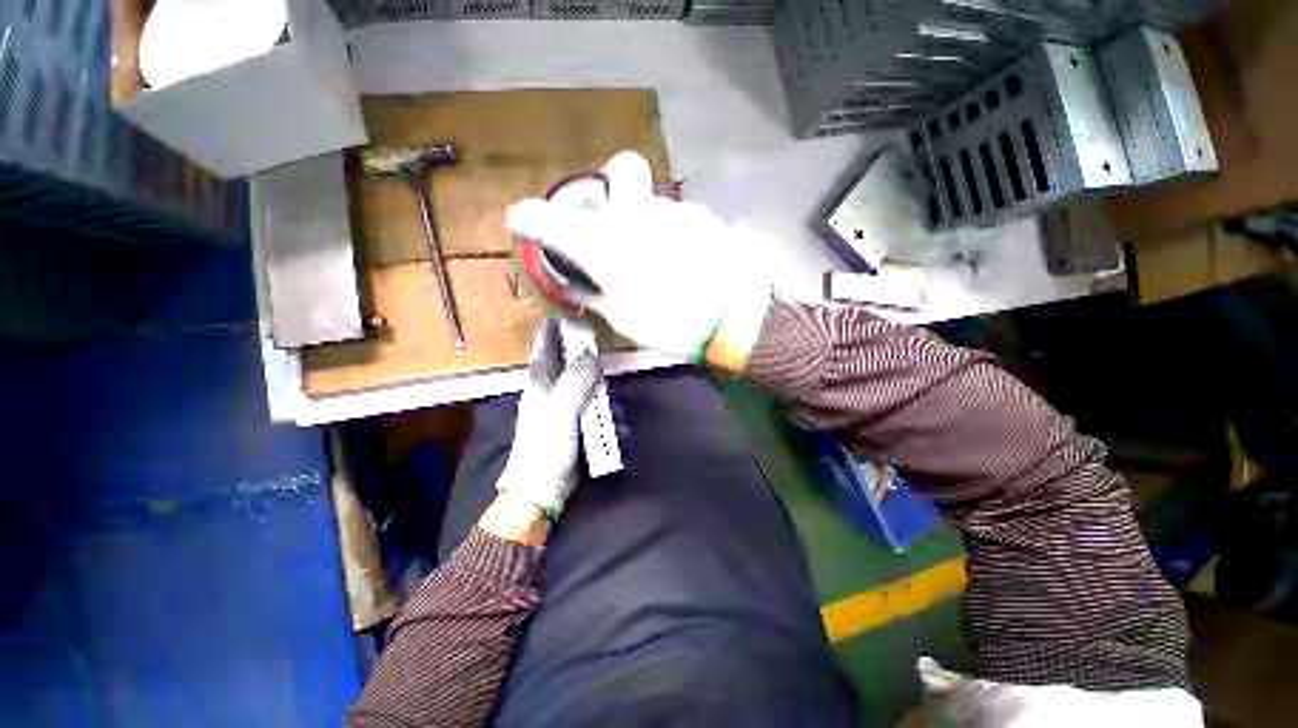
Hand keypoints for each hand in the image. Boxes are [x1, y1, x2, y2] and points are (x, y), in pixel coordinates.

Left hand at [494, 318, 602, 520]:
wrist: (541, 489)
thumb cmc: (545, 449)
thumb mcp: (561, 414)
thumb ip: (576, 383)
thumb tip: (592, 355)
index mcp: (539, 383)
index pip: (543, 346)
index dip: (553, 328)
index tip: (569, 314)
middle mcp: (549, 390)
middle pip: (568, 362)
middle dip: (586, 357)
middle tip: (603, 354)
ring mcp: (562, 407)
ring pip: (583, 384)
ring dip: (600, 390)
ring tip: (613, 404)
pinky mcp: (573, 422)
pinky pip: (591, 407)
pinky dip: (603, 411)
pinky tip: (615, 425)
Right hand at [507, 151, 769, 362]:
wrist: (734, 318)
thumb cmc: (670, 323)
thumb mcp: (622, 319)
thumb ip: (595, 295)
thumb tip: (582, 284)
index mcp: (602, 241)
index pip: (546, 218)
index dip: (528, 219)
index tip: (524, 223)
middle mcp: (635, 212)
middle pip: (621, 169)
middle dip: (612, 186)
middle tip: (616, 221)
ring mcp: (675, 211)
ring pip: (653, 201)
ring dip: (646, 223)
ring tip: (658, 261)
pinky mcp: (704, 220)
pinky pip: (678, 220)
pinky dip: (672, 235)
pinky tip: (685, 263)